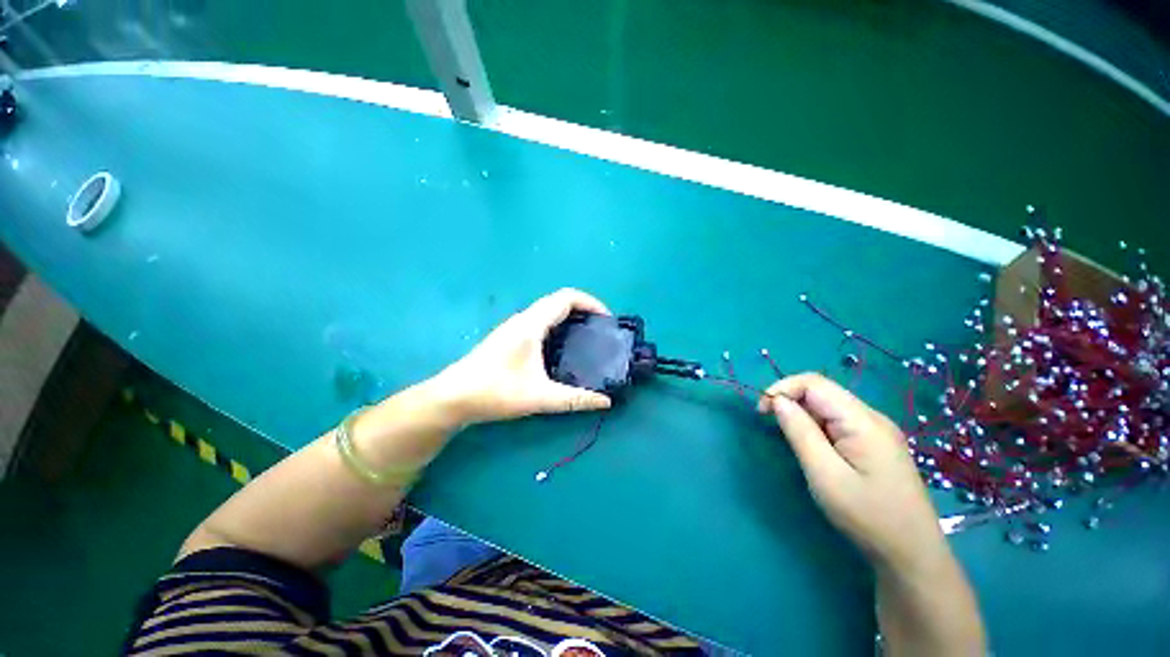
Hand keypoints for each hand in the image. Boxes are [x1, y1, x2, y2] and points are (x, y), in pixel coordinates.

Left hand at [427, 288, 612, 424]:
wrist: (452, 397)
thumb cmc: (495, 392)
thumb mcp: (539, 397)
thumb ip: (575, 399)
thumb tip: (605, 402)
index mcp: (532, 324)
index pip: (567, 297)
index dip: (591, 302)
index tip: (606, 320)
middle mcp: (523, 319)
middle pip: (559, 301)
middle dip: (584, 310)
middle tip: (600, 331)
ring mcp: (514, 326)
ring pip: (549, 311)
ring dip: (570, 317)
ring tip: (587, 339)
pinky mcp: (509, 336)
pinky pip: (540, 321)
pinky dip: (558, 326)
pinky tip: (562, 348)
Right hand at [758, 373, 946, 569]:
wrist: (912, 554)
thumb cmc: (867, 516)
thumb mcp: (824, 474)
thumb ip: (799, 432)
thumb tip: (777, 400)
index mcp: (862, 421)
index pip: (814, 383)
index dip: (782, 388)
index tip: (761, 412)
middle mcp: (872, 417)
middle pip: (821, 391)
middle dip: (790, 400)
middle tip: (771, 425)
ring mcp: (876, 430)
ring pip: (828, 406)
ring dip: (802, 414)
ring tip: (792, 441)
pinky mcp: (875, 443)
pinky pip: (837, 421)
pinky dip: (816, 426)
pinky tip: (813, 448)